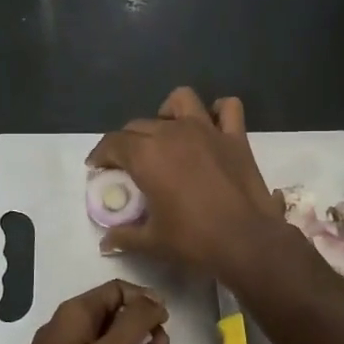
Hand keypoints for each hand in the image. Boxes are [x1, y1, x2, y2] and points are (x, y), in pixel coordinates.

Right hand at [87, 88, 283, 273]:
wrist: (246, 241)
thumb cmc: (193, 240)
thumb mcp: (152, 242)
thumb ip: (125, 236)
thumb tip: (106, 242)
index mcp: (146, 155)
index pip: (113, 143)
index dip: (101, 154)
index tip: (97, 167)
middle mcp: (172, 133)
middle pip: (140, 125)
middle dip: (128, 141)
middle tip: (129, 164)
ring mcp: (206, 130)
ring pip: (180, 101)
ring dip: (169, 113)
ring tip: (167, 134)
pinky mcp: (235, 137)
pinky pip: (227, 108)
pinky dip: (217, 112)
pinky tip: (211, 127)